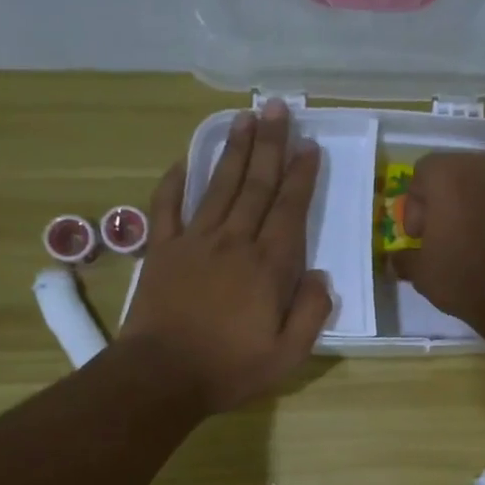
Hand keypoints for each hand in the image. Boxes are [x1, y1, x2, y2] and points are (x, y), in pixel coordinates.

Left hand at [120, 100, 332, 414]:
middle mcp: (234, 242)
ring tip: (244, 117)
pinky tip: (185, 161)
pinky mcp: (162, 250)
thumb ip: (311, 313)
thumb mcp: (288, 354)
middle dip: (270, 145)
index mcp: (268, 266)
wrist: (162, 376)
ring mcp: (194, 242)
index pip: (289, 210)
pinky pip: (168, 206)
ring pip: (219, 186)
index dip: (301, 177)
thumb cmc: (231, 368)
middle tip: (278, 109)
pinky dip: (176, 181)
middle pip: (255, 185)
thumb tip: (322, 277)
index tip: (309, 148)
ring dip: (233, 150)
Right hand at [393, 150, 484, 323]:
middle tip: (434, 237)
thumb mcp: (421, 271)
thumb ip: (405, 259)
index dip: (413, 208)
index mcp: (445, 172)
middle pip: (447, 176)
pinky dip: (482, 215)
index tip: (416, 237)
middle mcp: (477, 165)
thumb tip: (398, 259)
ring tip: (457, 243)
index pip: (419, 176)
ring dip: (460, 209)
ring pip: (472, 188)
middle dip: (437, 204)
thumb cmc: (460, 272)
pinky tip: (478, 244)